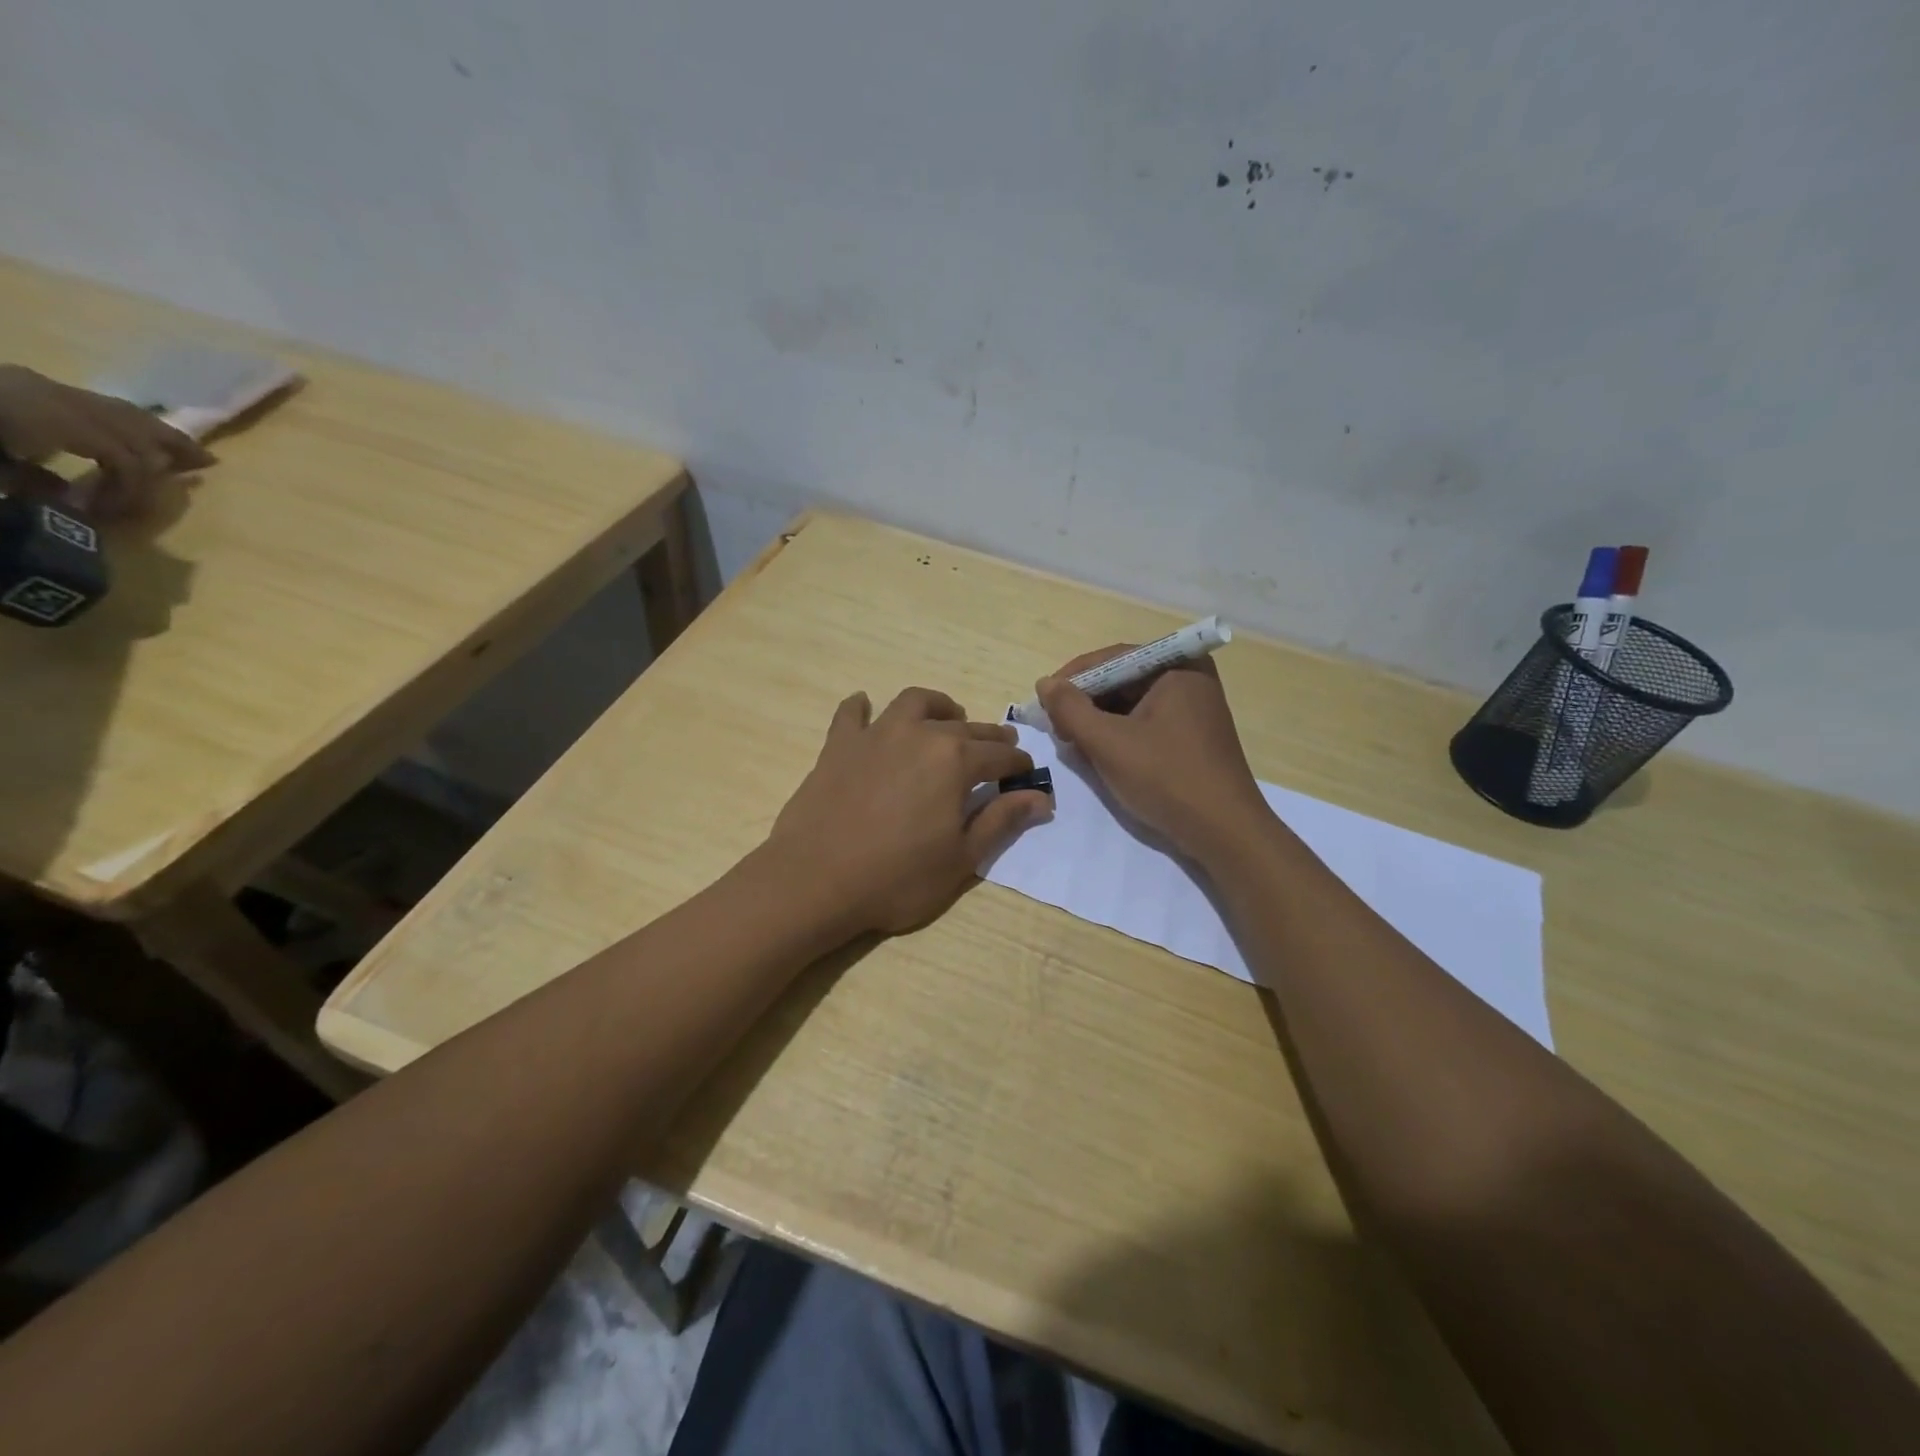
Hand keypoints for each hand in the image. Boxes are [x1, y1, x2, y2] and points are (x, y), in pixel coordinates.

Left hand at [0, 365, 213, 515]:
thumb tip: (72, 502)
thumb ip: (34, 483)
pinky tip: (119, 438)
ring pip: (107, 408)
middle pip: (128, 421)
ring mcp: (28, 385)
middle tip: (206, 464)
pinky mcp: (11, 385)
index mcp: (50, 416)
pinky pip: (74, 403)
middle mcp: (48, 394)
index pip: (123, 456)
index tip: (115, 517)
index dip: (132, 489)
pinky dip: (107, 423)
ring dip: (145, 431)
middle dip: (169, 445)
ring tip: (178, 451)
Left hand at [768, 687, 1053, 934]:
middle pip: (965, 726)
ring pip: (914, 703)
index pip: (999, 755)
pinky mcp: (839, 745)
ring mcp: (875, 734)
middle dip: (988, 736)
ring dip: (937, 707)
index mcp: (955, 760)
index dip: (1018, 764)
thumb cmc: (897, 877)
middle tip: (1000, 745)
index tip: (1027, 772)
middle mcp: (919, 734)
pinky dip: (862, 708)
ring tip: (946, 718)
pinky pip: (852, 714)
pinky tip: (865, 709)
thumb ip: (1001, 821)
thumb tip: (1041, 798)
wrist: (816, 880)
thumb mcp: (961, 858)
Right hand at [1036, 649, 1269, 862]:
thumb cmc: (1166, 778)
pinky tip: (1099, 754)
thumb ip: (1070, 709)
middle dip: (1085, 702)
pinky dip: (1119, 735)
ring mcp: (1194, 709)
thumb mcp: (1108, 742)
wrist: (1225, 833)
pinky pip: (1146, 723)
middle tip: (1056, 726)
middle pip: (1122, 679)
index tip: (1042, 700)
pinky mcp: (1192, 736)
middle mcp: (1190, 678)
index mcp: (1178, 667)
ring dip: (1099, 721)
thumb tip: (1045, 684)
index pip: (1112, 658)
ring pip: (1132, 704)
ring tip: (1073, 743)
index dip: (1072, 678)